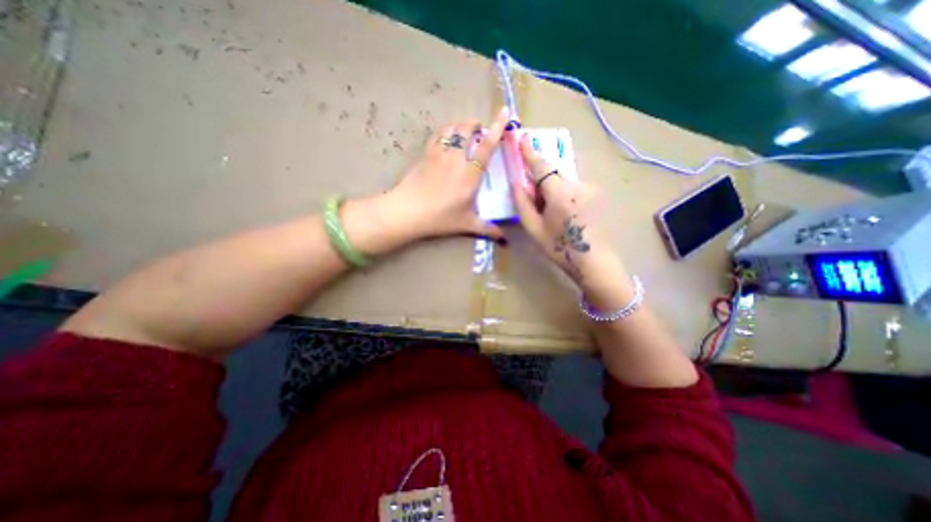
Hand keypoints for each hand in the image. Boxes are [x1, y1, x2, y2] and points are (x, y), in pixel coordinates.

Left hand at [384, 106, 508, 244]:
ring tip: (465, 130)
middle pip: (466, 129)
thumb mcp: (467, 224)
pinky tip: (446, 137)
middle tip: (480, 129)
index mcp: (470, 174)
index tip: (504, 111)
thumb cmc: (440, 218)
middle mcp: (456, 158)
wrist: (407, 211)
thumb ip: (487, 229)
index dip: (497, 128)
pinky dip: (445, 131)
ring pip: (451, 128)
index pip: (486, 146)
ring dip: (460, 125)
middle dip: (475, 124)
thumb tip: (503, 239)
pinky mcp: (424, 155)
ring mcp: (438, 154)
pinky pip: (437, 135)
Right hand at [508, 133, 633, 306]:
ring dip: (551, 188)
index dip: (530, 152)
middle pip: (552, 172)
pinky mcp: (594, 194)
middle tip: (532, 197)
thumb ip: (523, 203)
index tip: (522, 137)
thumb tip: (515, 183)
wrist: (593, 261)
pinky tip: (562, 212)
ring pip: (562, 180)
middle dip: (539, 178)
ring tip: (548, 212)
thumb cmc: (559, 247)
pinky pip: (572, 187)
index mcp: (559, 192)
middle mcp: (576, 184)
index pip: (541, 165)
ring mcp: (588, 188)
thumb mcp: (534, 228)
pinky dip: (561, 193)